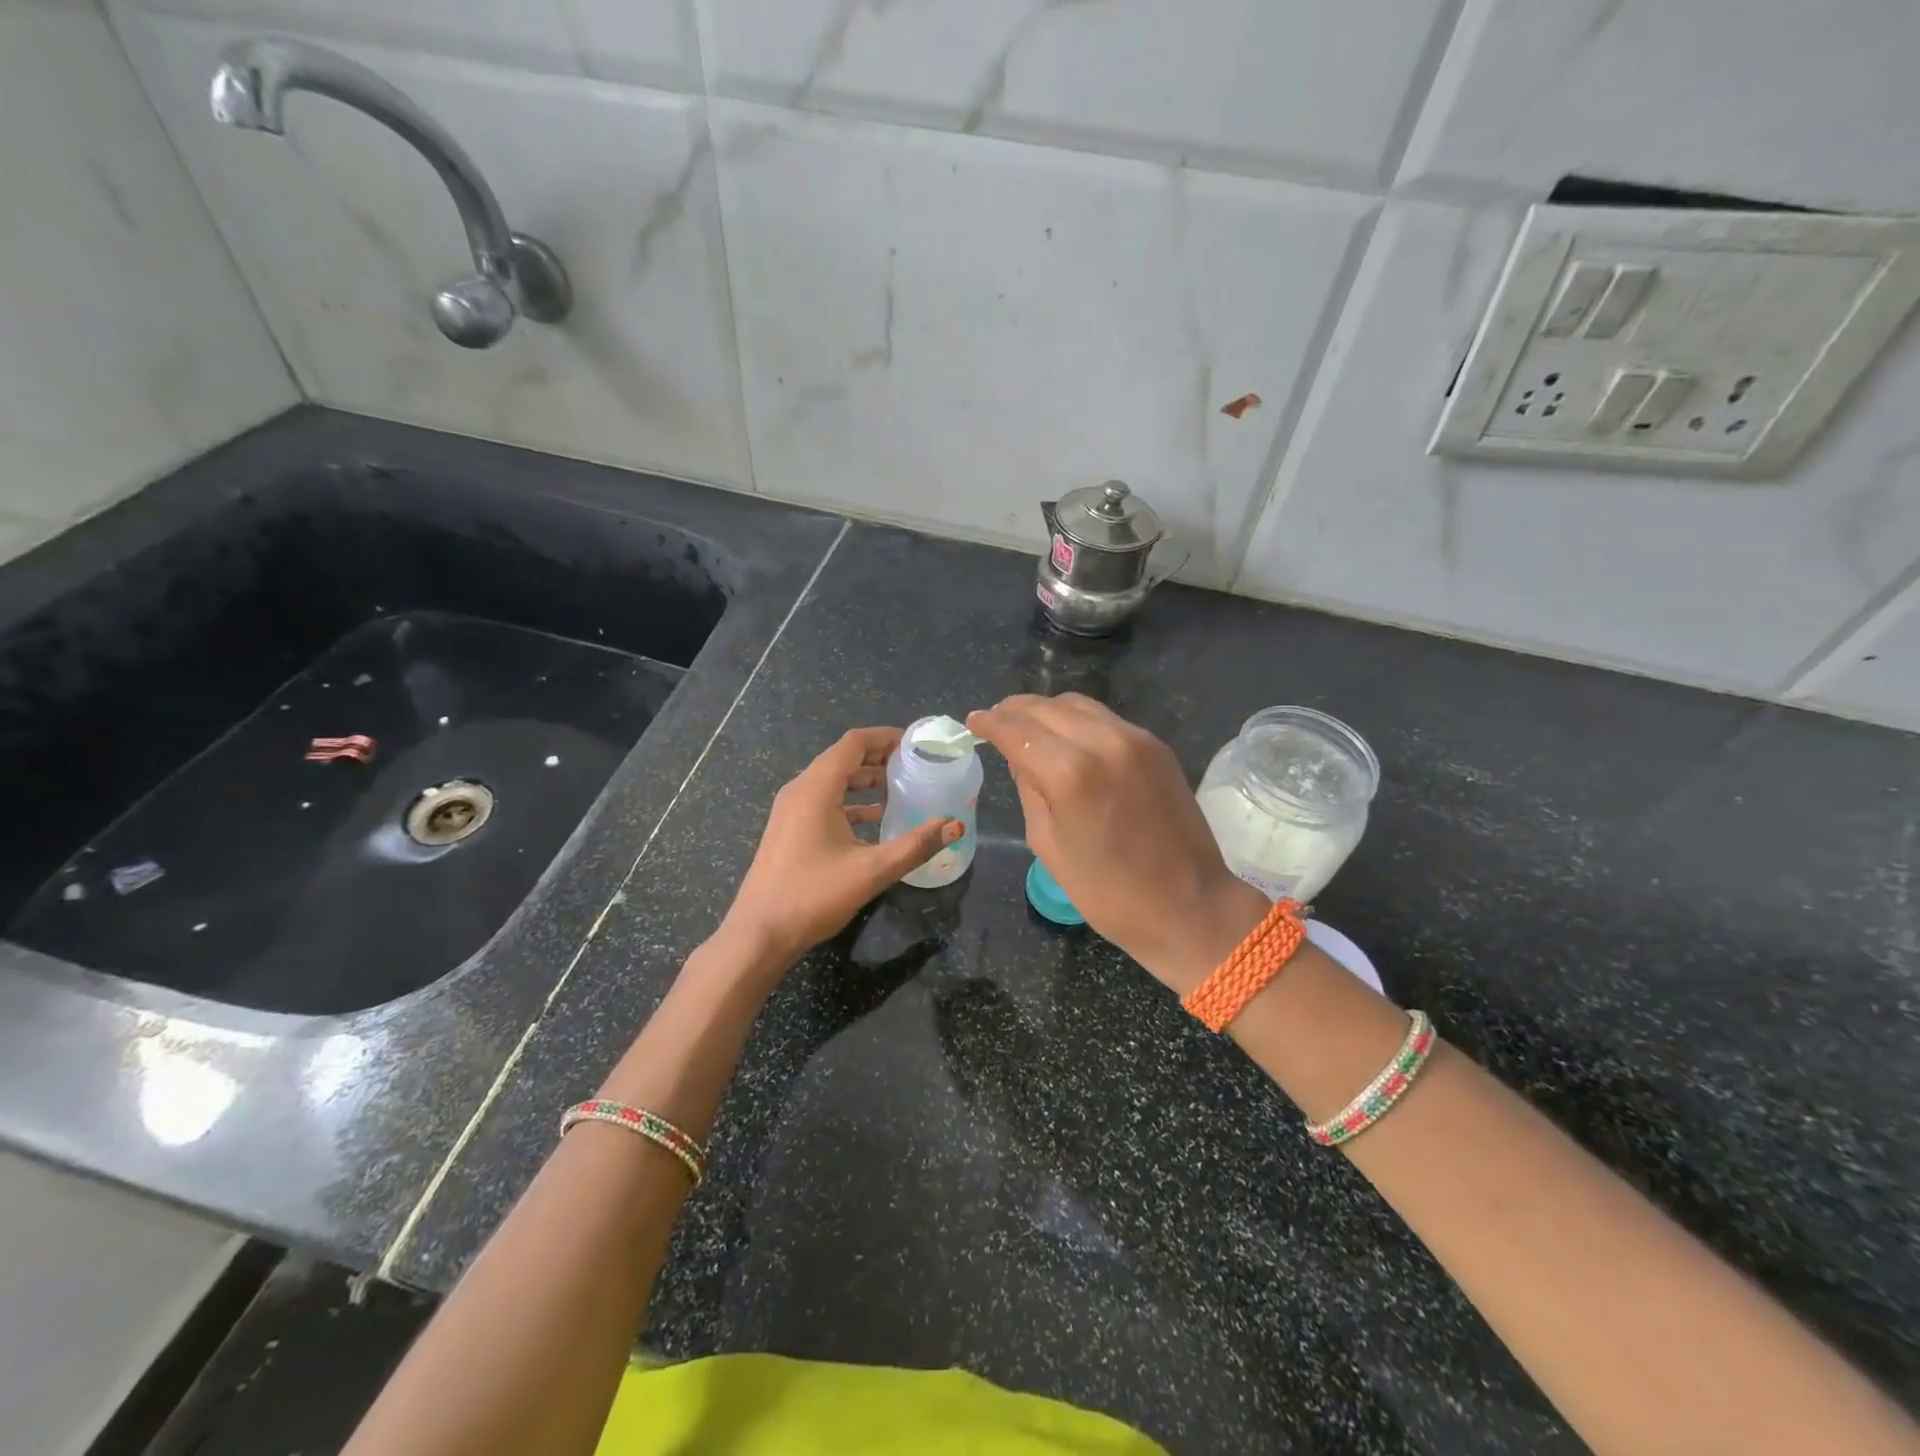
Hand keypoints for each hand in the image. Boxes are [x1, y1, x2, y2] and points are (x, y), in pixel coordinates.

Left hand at [722, 727, 962, 967]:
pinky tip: (874, 820)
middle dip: (879, 757)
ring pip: (833, 781)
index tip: (915, 743)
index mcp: (816, 788)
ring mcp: (791, 810)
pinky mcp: (789, 829)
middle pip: (843, 758)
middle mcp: (800, 790)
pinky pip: (824, 801)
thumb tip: (955, 825)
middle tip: (914, 765)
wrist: (760, 933)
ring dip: (865, 780)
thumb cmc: (813, 895)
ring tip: (900, 788)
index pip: (853, 743)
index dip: (885, 737)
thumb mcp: (872, 870)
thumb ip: (916, 845)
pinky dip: (850, 802)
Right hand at [967, 694, 1266, 991]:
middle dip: (1014, 710)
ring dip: (1047, 710)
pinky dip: (1078, 721)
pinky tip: (1068, 737)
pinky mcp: (1157, 746)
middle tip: (995, 720)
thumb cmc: (1108, 892)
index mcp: (1070, 773)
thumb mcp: (1049, 846)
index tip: (973, 722)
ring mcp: (1135, 740)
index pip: (1018, 730)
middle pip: (1046, 707)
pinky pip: (1106, 719)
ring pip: (1078, 704)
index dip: (990, 723)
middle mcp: (1103, 742)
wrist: (1189, 906)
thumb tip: (1021, 758)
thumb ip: (1029, 790)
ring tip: (1028, 725)